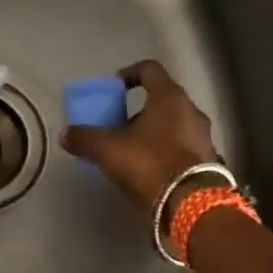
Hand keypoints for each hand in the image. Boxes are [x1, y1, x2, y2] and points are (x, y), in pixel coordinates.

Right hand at [61, 59, 217, 208]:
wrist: (192, 203)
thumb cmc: (149, 163)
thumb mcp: (108, 150)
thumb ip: (85, 138)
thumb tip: (65, 135)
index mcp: (169, 97)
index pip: (150, 69)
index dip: (129, 73)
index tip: (114, 87)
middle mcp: (191, 110)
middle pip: (162, 99)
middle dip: (138, 110)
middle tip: (118, 124)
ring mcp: (203, 136)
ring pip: (173, 124)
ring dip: (152, 132)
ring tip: (131, 150)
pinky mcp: (208, 160)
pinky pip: (181, 146)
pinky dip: (165, 150)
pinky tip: (149, 169)